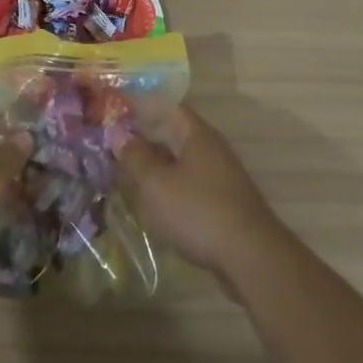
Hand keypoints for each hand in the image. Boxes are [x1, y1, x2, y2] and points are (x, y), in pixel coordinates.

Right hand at [115, 105, 285, 282]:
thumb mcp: (156, 184)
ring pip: (179, 162)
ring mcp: (219, 176)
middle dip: (143, 139)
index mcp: (196, 134)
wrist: (250, 257)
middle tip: (112, 146)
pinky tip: (150, 203)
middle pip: (172, 134)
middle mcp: (210, 148)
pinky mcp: (221, 202)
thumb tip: (119, 135)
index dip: (140, 105)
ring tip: (125, 175)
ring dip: (154, 166)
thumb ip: (135, 157)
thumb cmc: (198, 211)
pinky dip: (167, 188)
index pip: (166, 106)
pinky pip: (188, 184)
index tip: (115, 111)